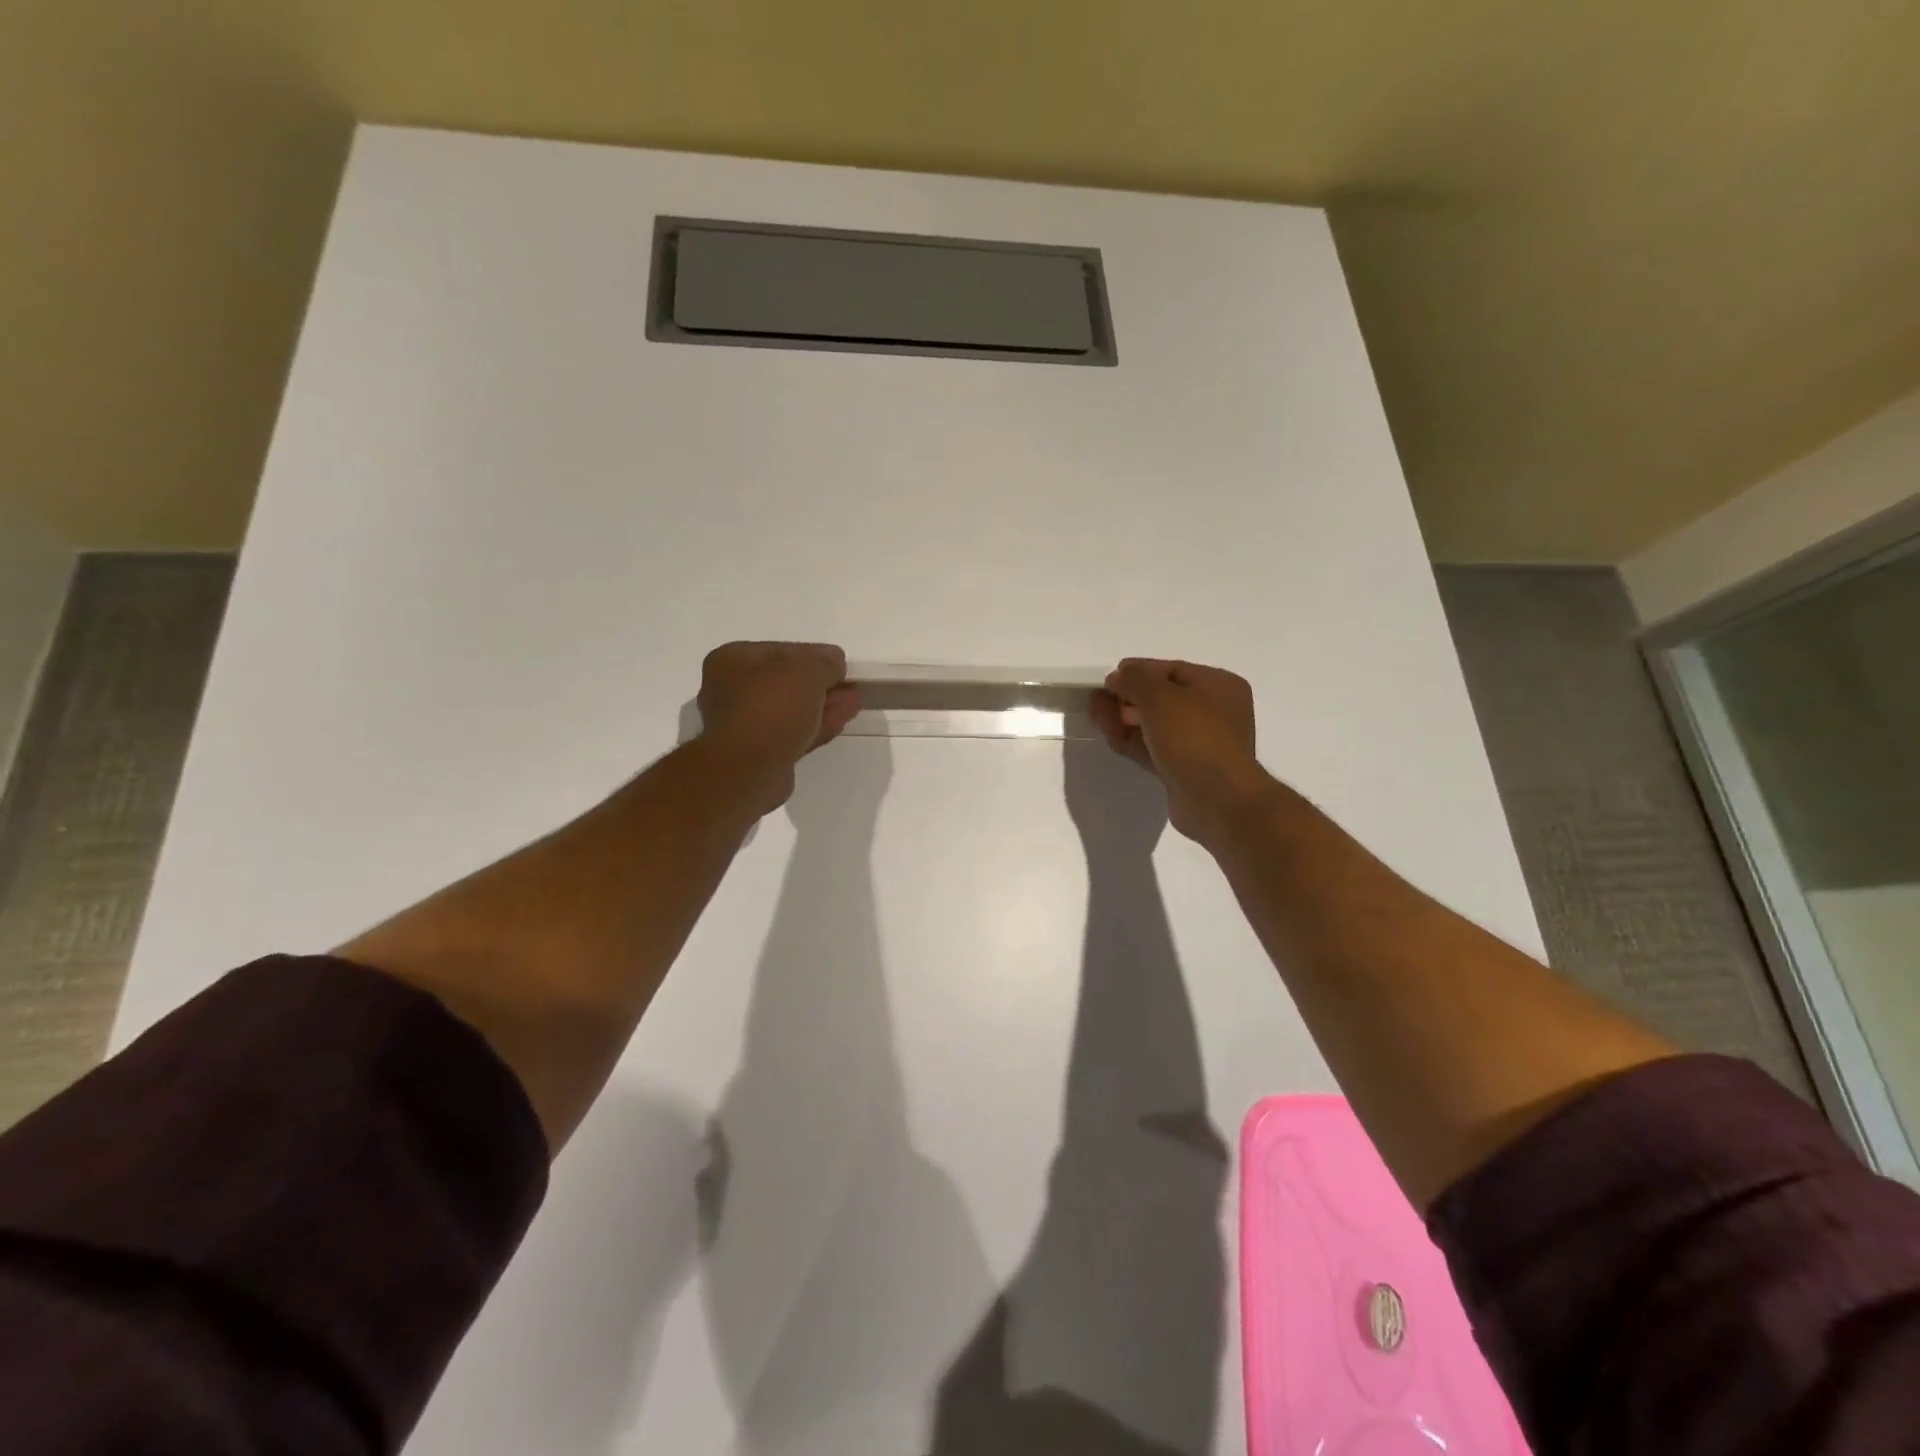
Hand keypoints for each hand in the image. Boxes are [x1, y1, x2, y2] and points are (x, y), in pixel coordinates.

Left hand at [696, 642, 859, 813]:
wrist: (748, 769)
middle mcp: (732, 690)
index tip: (840, 664)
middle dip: (822, 683)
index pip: (781, 651)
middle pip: (786, 681)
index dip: (814, 655)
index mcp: (732, 660)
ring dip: (824, 704)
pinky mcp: (760, 753)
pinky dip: (818, 724)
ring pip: (793, 709)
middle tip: (851, 684)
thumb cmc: (771, 707)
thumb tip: (834, 662)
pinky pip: (794, 732)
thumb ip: (824, 661)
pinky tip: (842, 719)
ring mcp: (745, 724)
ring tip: (855, 700)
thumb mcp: (806, 670)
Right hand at [1090, 659, 1270, 845]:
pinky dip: (1131, 740)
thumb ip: (1134, 680)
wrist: (1216, 799)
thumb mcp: (1160, 696)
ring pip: (1154, 725)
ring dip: (1124, 719)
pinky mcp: (1183, 769)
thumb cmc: (1193, 737)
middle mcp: (1213, 712)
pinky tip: (1110, 735)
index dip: (1139, 671)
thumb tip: (1118, 677)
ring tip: (1095, 716)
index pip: (1173, 670)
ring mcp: (1198, 744)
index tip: (1109, 678)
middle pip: (1161, 698)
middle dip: (1127, 697)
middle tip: (1097, 700)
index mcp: (1219, 686)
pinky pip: (1153, 748)